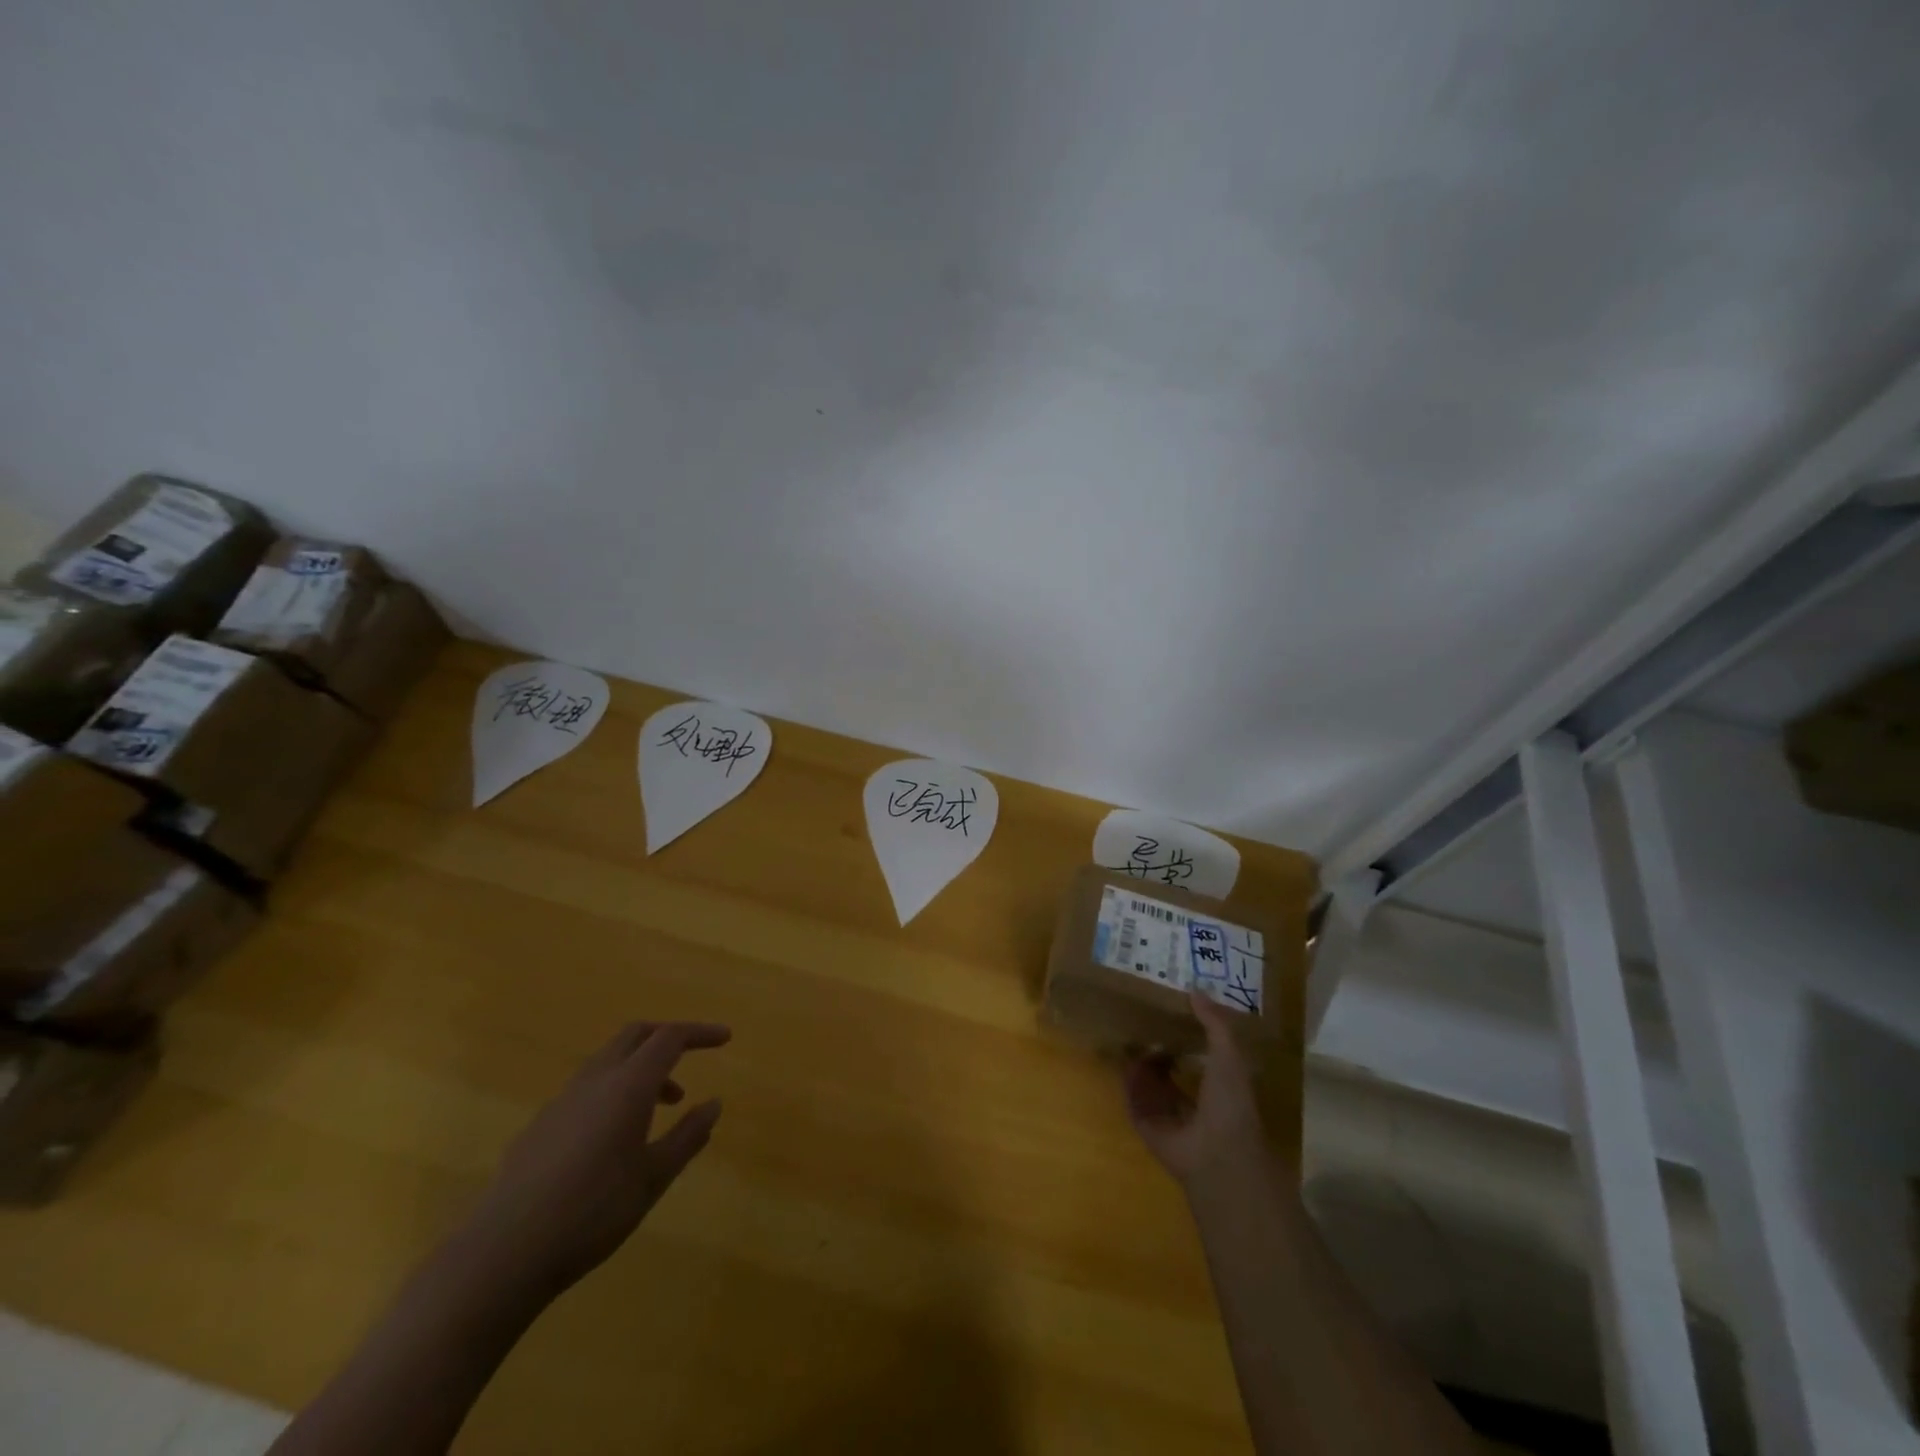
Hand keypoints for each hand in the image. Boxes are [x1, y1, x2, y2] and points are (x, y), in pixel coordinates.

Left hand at [463, 1020, 731, 1295]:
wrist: (503, 1254)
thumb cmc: (592, 1212)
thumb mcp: (654, 1177)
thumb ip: (687, 1136)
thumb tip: (714, 1104)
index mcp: (628, 1084)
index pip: (670, 1037)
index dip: (700, 1033)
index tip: (725, 1039)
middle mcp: (594, 1080)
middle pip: (635, 1035)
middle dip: (667, 1038)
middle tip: (691, 1058)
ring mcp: (561, 1101)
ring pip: (608, 1061)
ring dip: (640, 1069)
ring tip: (661, 1107)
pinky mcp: (539, 1127)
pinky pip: (585, 1090)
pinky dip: (612, 1092)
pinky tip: (614, 1138)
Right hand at [1124, 992, 1267, 1195]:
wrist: (1216, 1152)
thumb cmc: (1229, 1102)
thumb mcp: (1228, 1055)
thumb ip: (1215, 1023)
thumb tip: (1195, 989)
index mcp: (1217, 1089)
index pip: (1199, 1060)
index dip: (1186, 1038)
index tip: (1171, 1015)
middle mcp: (1192, 1103)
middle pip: (1170, 1073)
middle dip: (1158, 1052)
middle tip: (1143, 1026)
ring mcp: (1169, 1118)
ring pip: (1150, 1086)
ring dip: (1141, 1066)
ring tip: (1130, 1038)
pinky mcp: (1148, 1128)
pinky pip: (1134, 1100)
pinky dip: (1129, 1084)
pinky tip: (1124, 1062)